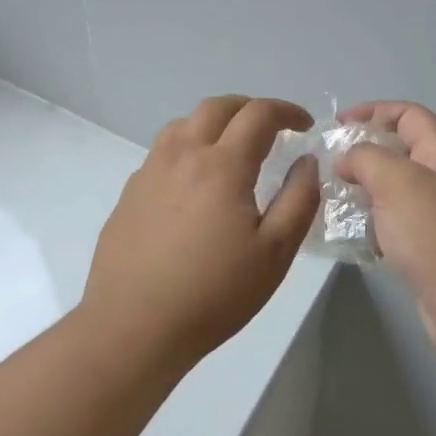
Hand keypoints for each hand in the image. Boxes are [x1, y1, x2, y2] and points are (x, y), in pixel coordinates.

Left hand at [83, 95, 321, 370]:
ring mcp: (150, 172)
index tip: (304, 125)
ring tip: (231, 148)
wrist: (133, 328)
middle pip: (217, 107)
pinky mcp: (129, 194)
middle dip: (250, 107)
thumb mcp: (275, 253)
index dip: (287, 111)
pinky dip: (188, 149)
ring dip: (214, 123)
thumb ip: (299, 199)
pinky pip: (162, 153)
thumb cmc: (213, 293)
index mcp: (222, 165)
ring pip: (183, 124)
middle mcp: (182, 155)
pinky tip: (194, 185)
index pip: (259, 114)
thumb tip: (306, 161)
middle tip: (271, 128)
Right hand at [336, 102, 435, 357]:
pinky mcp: (429, 250)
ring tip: (332, 199)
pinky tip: (350, 236)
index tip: (337, 124)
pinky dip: (371, 224)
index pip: (409, 115)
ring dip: (364, 189)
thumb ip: (366, 158)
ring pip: (394, 190)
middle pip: (401, 151)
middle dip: (364, 152)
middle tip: (329, 166)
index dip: (374, 110)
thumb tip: (347, 159)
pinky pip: (394, 224)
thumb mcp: (396, 181)